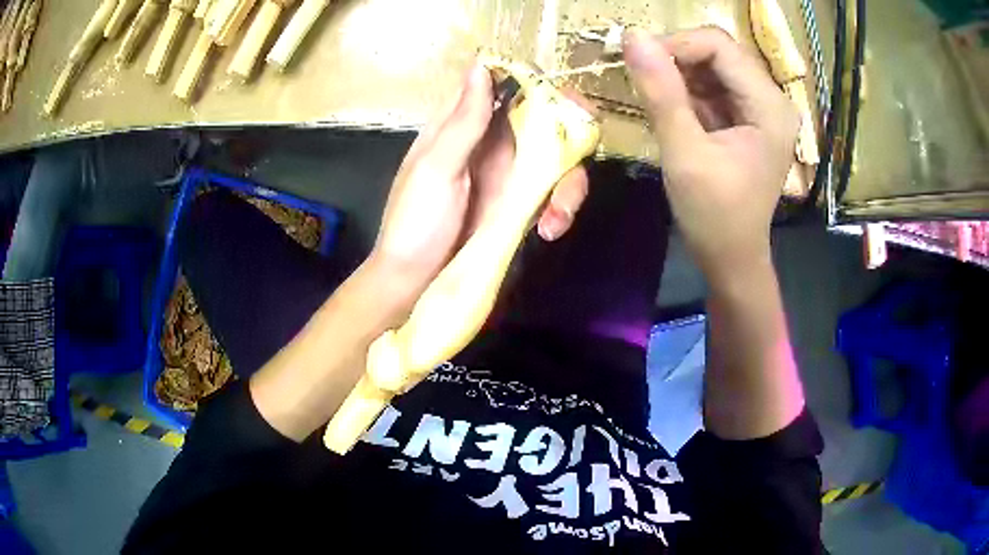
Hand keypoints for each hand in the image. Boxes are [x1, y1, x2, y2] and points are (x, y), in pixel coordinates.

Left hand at [371, 59, 589, 303]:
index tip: (564, 97)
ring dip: (570, 183)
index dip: (537, 82)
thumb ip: (463, 121)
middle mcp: (493, 143)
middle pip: (546, 119)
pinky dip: (561, 208)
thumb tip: (482, 65)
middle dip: (573, 131)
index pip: (505, 85)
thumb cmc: (415, 224)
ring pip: (559, 159)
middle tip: (584, 146)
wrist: (416, 284)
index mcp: (464, 125)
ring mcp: (511, 176)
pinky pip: (555, 194)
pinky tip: (549, 230)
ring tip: (557, 217)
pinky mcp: (522, 207)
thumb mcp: (436, 169)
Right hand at [623, 27, 797, 285]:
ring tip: (657, 98)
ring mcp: (762, 109)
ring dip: (680, 74)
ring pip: (714, 66)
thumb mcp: (685, 153)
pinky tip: (674, 111)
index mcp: (769, 107)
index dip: (676, 45)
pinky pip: (715, 86)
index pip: (720, 46)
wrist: (732, 257)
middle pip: (720, 52)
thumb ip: (661, 93)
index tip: (639, 63)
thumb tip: (633, 37)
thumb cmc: (714, 216)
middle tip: (644, 79)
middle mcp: (772, 100)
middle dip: (677, 58)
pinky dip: (688, 90)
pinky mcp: (749, 119)